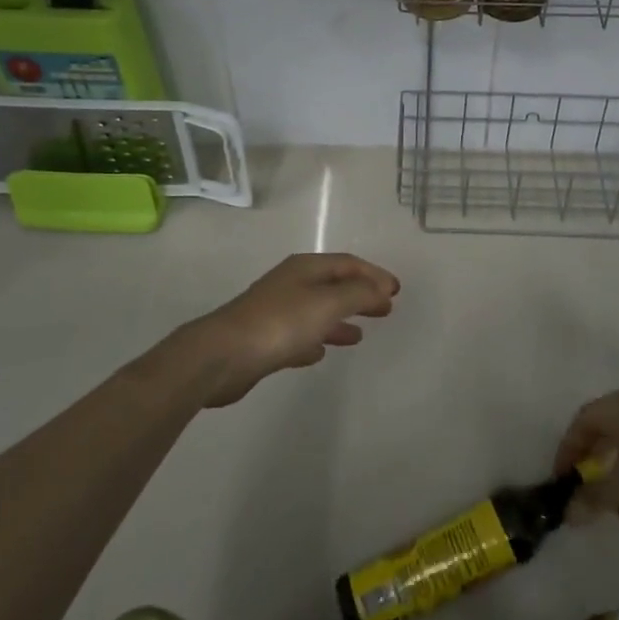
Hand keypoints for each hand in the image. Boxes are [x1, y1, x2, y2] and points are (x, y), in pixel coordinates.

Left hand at [165, 253, 399, 407]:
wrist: (222, 356)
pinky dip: (316, 339)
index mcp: (306, 268)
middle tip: (386, 308)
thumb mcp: (327, 303)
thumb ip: (359, 295)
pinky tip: (322, 352)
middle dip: (360, 294)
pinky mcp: (265, 340)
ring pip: (317, 311)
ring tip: (360, 334)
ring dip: (341, 319)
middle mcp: (291, 284)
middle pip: (333, 285)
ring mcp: (276, 312)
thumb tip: (381, 290)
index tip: (396, 290)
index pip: (348, 264)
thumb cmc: (280, 323)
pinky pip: (299, 335)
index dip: (374, 274)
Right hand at [554, 389, 618, 522]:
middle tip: (583, 482)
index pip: (579, 424)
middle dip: (590, 458)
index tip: (562, 478)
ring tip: (612, 500)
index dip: (566, 451)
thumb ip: (592, 500)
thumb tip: (567, 514)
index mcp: (614, 408)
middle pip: (602, 428)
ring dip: (615, 467)